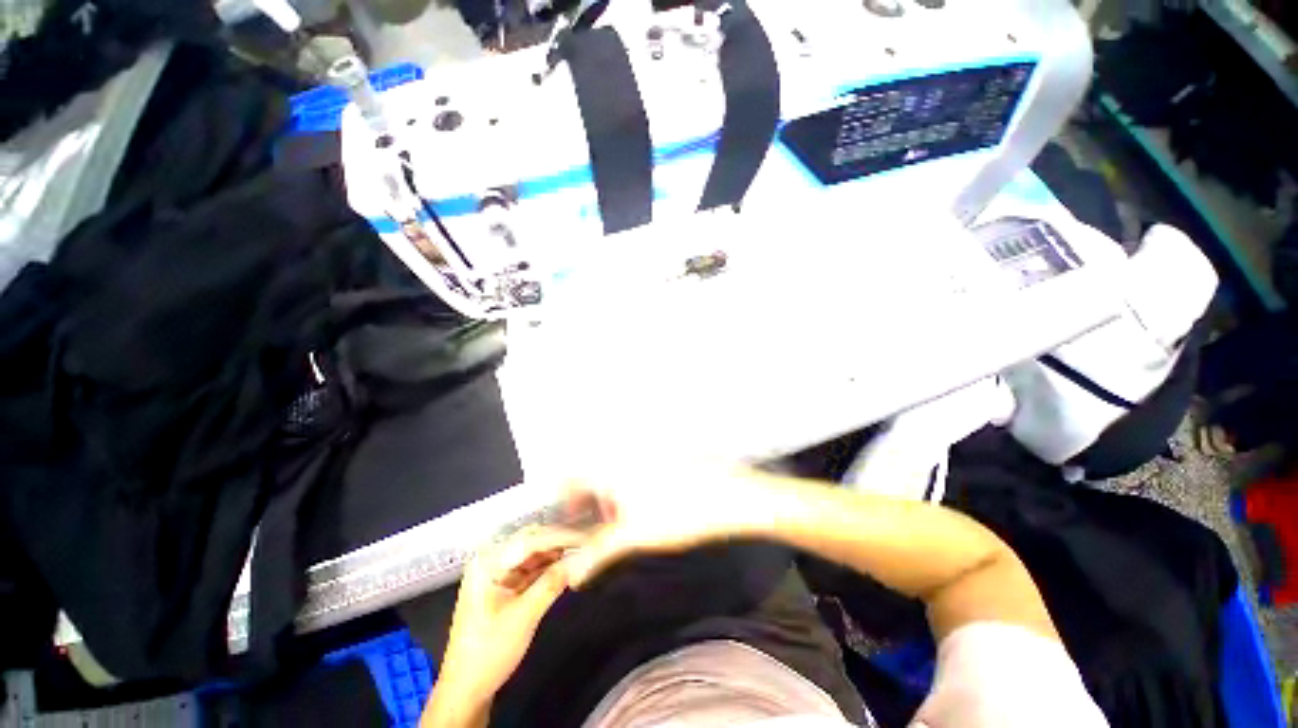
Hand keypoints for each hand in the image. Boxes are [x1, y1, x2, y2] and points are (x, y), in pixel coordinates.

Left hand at [428, 526, 584, 724]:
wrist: (467, 690)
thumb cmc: (489, 652)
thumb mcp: (523, 617)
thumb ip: (551, 584)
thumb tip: (579, 559)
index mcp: (488, 563)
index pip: (530, 540)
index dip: (559, 536)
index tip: (584, 537)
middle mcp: (491, 561)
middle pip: (531, 541)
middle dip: (558, 541)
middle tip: (586, 541)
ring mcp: (498, 574)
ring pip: (533, 554)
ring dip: (555, 553)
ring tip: (581, 550)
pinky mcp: (505, 586)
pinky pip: (531, 568)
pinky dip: (549, 567)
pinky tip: (567, 565)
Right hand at [562, 461, 769, 586]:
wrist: (724, 496)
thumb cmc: (676, 514)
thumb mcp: (633, 537)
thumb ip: (598, 554)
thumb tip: (572, 575)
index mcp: (611, 470)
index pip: (574, 476)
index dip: (567, 498)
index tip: (570, 518)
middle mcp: (625, 457)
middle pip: (596, 476)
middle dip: (593, 501)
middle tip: (601, 526)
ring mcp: (645, 456)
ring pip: (617, 475)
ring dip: (613, 496)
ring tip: (626, 521)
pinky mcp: (663, 460)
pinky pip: (636, 472)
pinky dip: (632, 489)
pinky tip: (648, 507)